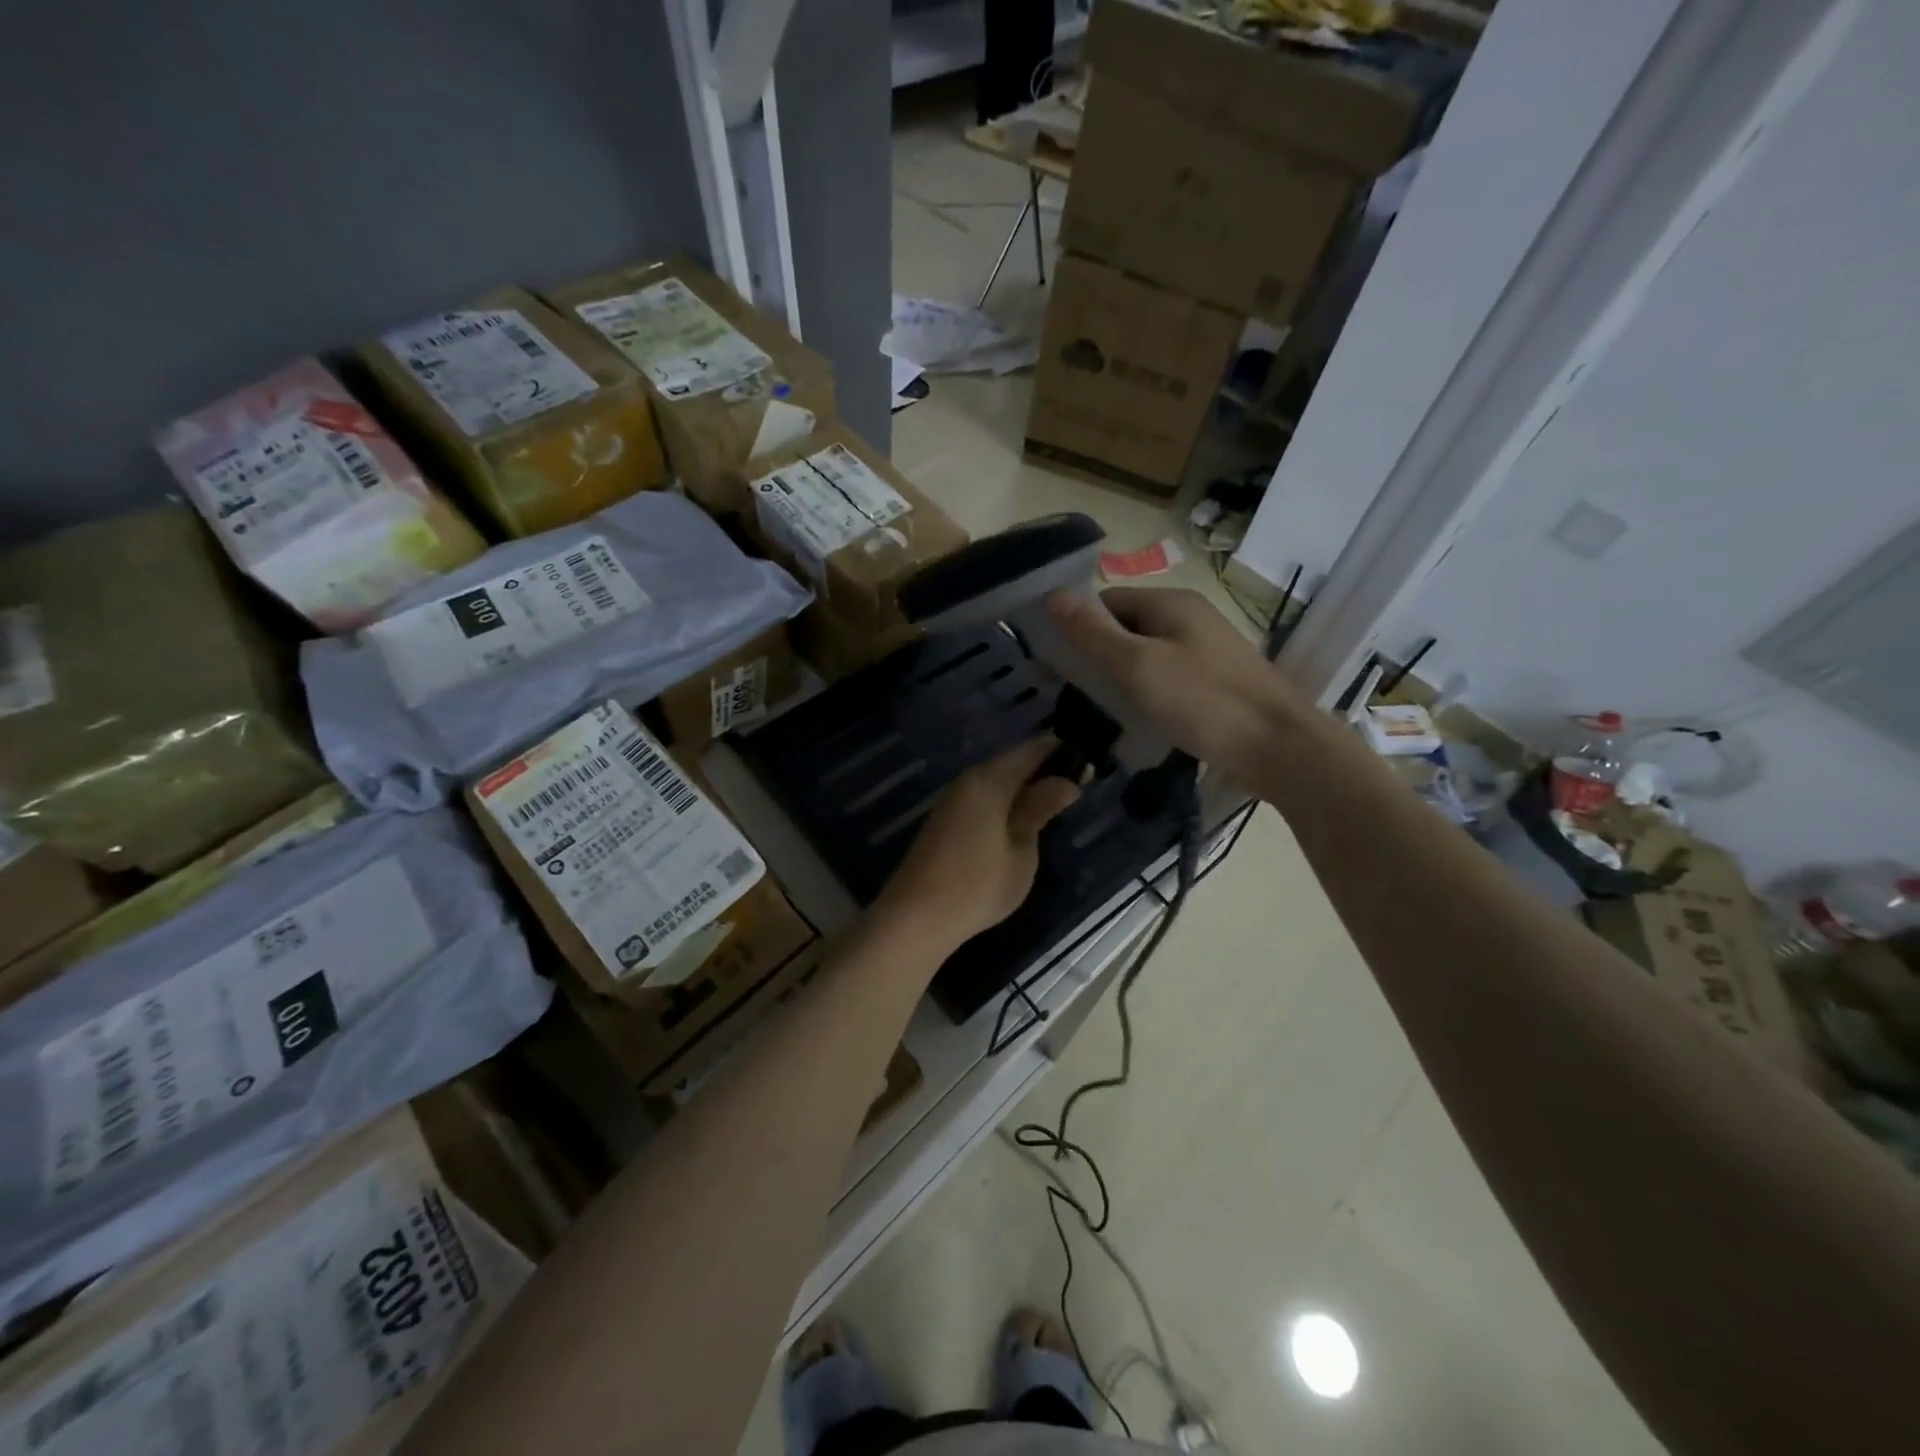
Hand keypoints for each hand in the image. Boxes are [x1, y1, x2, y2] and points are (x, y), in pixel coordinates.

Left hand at [871, 739, 1079, 951]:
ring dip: (1026, 787)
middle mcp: (969, 780)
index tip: (1089, 767)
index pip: (1033, 749)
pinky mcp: (946, 819)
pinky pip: (985, 796)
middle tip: (1078, 789)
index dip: (1062, 753)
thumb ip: (1040, 809)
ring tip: (1055, 806)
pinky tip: (1022, 820)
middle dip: (1045, 770)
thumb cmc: (977, 885)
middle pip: (1014, 762)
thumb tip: (1066, 781)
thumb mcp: (1021, 850)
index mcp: (990, 780)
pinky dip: (1007, 801)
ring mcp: (954, 799)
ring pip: (998, 780)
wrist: (916, 916)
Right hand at [1045, 586, 1310, 787]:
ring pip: (1146, 654)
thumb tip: (1051, 595)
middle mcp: (1189, 617)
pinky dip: (1147, 693)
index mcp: (1170, 602)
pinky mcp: (1216, 680)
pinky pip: (1168, 677)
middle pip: (1127, 626)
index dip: (1078, 627)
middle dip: (1097, 655)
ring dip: (1121, 678)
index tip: (1056, 665)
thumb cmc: (1203, 701)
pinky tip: (1139, 720)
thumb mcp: (1137, 666)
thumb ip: (1093, 632)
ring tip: (1101, 711)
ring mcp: (1206, 649)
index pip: (1106, 601)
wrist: (1279, 747)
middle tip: (1074, 694)